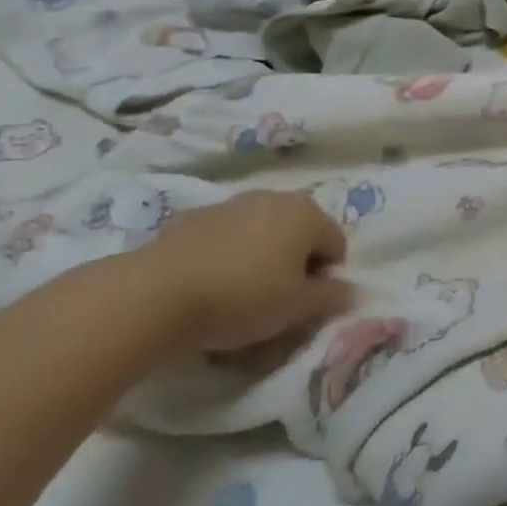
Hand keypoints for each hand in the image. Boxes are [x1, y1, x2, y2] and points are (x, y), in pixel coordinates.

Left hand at [119, 191, 349, 356]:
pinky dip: (225, 255)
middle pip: (300, 233)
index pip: (336, 245)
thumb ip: (332, 297)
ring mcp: (231, 204)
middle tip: (276, 300)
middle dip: (294, 263)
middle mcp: (275, 198)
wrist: (154, 294)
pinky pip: (224, 238)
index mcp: (308, 214)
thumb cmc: (242, 297)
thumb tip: (352, 291)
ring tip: (239, 294)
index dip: (327, 277)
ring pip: (261, 233)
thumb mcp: (297, 307)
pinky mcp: (192, 218)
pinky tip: (207, 285)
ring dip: (260, 257)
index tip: (304, 305)